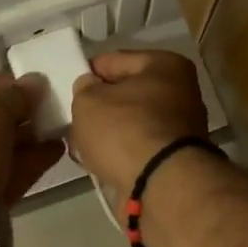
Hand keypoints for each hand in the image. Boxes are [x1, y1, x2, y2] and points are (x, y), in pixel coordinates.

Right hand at [68, 50, 209, 206]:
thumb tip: (90, 88)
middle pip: (126, 93)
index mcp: (165, 66)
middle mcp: (179, 92)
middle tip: (73, 118)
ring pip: (131, 123)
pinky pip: (136, 148)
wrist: (160, 186)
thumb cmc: (125, 130)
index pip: (114, 60)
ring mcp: (179, 128)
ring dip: (108, 133)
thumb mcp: (89, 101)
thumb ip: (83, 89)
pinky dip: (119, 153)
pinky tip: (98, 162)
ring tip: (81, 144)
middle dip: (100, 106)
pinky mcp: (173, 159)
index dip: (87, 72)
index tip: (68, 89)